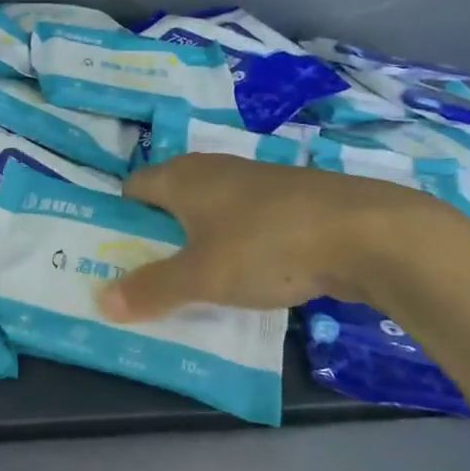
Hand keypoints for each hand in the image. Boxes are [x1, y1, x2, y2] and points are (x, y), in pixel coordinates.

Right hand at [96, 154, 448, 320]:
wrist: (368, 233)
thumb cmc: (267, 246)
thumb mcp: (201, 276)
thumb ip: (151, 289)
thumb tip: (100, 300)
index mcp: (181, 177)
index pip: (132, 190)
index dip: (119, 221)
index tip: (117, 258)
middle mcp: (212, 169)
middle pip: (168, 201)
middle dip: (156, 238)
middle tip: (149, 278)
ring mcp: (254, 182)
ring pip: (208, 212)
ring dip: (196, 244)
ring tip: (194, 284)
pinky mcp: (289, 199)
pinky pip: (242, 222)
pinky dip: (233, 245)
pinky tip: (246, 276)